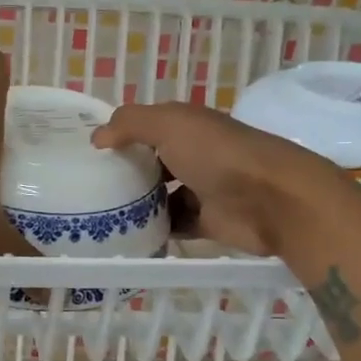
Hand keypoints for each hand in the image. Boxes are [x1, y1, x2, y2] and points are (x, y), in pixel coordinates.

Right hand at [91, 101, 360, 255]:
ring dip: (138, 204)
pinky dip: (155, 230)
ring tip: (101, 215)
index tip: (89, 152)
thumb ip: (130, 124)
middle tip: (90, 188)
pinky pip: (175, 225)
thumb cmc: (217, 154)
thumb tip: (97, 137)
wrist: (272, 200)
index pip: (147, 126)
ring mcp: (203, 188)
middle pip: (152, 162)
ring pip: (161, 196)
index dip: (121, 135)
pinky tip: (128, 236)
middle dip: (126, 173)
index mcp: (187, 126)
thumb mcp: (168, 125)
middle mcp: (195, 154)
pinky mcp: (208, 221)